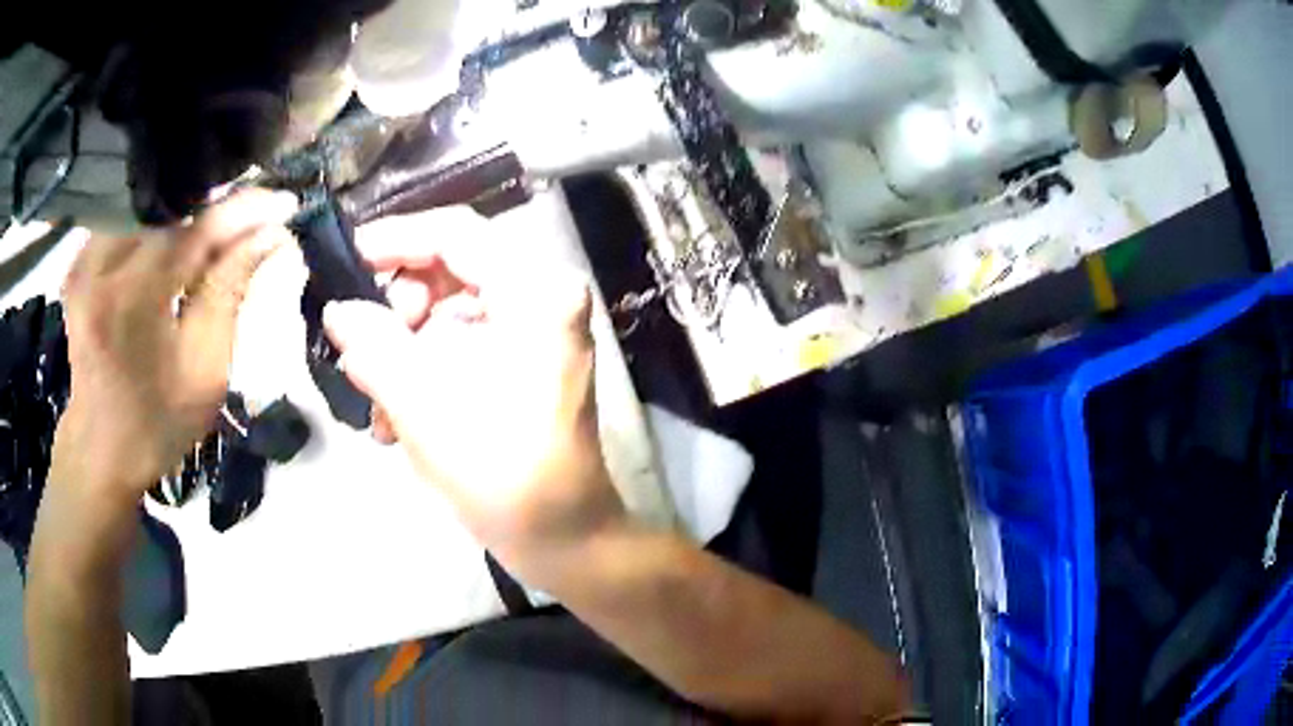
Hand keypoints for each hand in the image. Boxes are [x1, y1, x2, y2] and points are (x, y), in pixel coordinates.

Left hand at [48, 190, 296, 507]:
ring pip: (149, 210)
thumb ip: (230, 291)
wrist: (100, 451)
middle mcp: (101, 266)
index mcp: (131, 299)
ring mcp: (85, 261)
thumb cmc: (156, 424)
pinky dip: (157, 226)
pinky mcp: (80, 263)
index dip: (244, 212)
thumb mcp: (205, 370)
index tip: (284, 202)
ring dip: (186, 215)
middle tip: (251, 221)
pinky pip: (128, 223)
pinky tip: (175, 241)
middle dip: (214, 210)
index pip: (196, 231)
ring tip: (216, 231)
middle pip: (170, 210)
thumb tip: (269, 235)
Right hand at [323, 208, 626, 569]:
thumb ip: (373, 345)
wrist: (565, 540)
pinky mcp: (527, 366)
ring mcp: (538, 334)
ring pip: (450, 314)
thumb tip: (338, 310)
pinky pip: (464, 347)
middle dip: (397, 311)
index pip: (456, 234)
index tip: (349, 260)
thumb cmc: (501, 475)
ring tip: (375, 402)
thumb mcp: (422, 405)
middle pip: (452, 272)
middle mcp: (544, 300)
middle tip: (361, 351)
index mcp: (535, 293)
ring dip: (404, 351)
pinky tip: (397, 421)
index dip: (396, 238)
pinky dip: (426, 373)